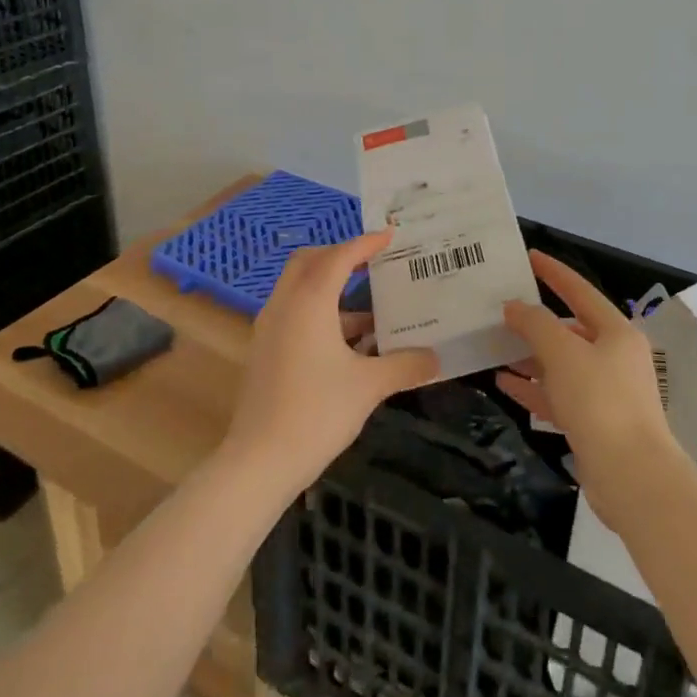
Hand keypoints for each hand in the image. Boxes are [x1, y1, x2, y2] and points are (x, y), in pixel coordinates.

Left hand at [222, 229, 437, 495]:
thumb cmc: (317, 412)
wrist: (259, 461)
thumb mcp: (369, 386)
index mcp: (309, 301)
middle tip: (372, 262)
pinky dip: (320, 312)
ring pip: (299, 288)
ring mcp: (269, 327)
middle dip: (340, 256)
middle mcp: (285, 304)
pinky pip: (294, 312)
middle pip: (310, 262)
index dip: (365, 243)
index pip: (339, 257)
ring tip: (371, 309)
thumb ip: (404, 365)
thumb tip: (436, 359)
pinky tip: (350, 343)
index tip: (390, 236)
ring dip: (331, 288)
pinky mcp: (265, 350)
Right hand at [497, 250, 680, 525]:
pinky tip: (505, 382)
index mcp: (616, 332)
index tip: (528, 257)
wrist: (632, 477)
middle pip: (569, 329)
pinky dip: (533, 388)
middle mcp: (614, 357)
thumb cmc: (600, 402)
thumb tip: (515, 307)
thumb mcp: (563, 354)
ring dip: (530, 356)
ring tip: (494, 346)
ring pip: (561, 364)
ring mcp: (605, 392)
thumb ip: (536, 324)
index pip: (580, 291)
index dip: (554, 272)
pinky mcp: (593, 423)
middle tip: (500, 310)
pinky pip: (557, 395)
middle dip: (535, 321)